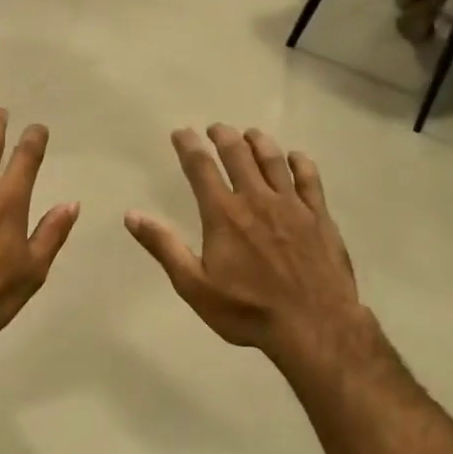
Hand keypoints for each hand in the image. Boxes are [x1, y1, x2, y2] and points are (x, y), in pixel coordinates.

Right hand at [126, 126, 380, 377]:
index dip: (189, 146)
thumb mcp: (194, 286)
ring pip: (274, 161)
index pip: (201, 168)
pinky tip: (295, 157)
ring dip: (259, 142)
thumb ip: (164, 247)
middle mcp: (257, 200)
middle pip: (239, 155)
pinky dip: (300, 162)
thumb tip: (132, 215)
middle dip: (224, 136)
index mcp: (224, 214)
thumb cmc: (247, 310)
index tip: (181, 132)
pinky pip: (310, 179)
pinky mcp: (320, 217)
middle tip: (215, 128)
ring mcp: (293, 206)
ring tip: (250, 134)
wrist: (313, 325)